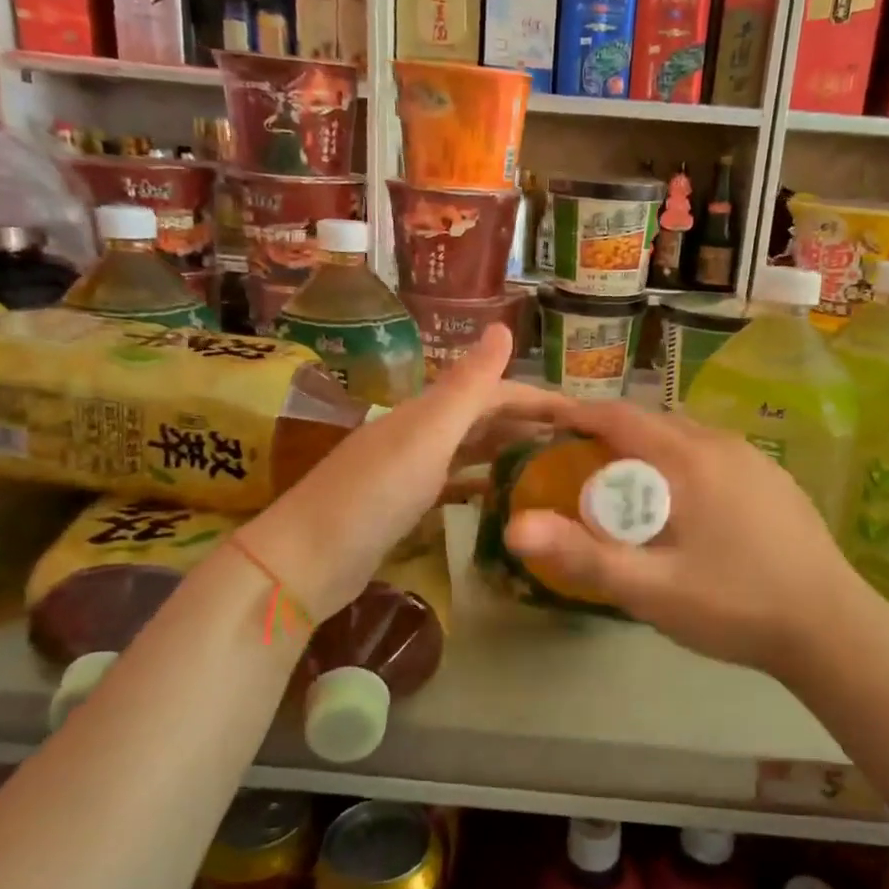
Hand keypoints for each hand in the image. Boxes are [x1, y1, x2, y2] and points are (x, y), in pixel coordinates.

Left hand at [236, 326, 552, 620]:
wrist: (305, 561)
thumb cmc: (372, 495)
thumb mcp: (427, 436)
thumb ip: (466, 386)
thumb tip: (504, 326)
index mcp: (427, 413)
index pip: (494, 393)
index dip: (537, 400)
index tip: (583, 418)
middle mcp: (419, 433)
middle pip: (482, 419)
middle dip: (527, 425)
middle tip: (576, 447)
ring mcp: (409, 470)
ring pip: (469, 451)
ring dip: (506, 453)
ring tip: (549, 469)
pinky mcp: (403, 506)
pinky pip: (453, 484)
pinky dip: (479, 484)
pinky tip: (499, 497)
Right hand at [502, 401, 879, 680]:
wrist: (832, 627)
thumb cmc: (734, 604)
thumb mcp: (650, 589)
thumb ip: (581, 556)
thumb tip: (514, 528)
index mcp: (688, 458)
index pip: (619, 416)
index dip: (577, 414)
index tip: (546, 422)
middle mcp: (722, 444)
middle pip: (653, 422)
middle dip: (611, 434)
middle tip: (578, 464)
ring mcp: (755, 460)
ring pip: (687, 438)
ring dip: (650, 450)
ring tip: (627, 485)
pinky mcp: (776, 480)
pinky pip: (714, 456)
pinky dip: (683, 464)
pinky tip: (686, 506)